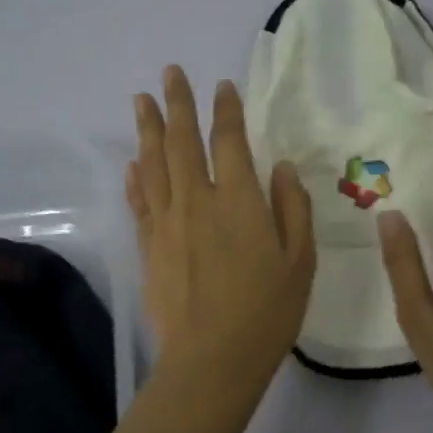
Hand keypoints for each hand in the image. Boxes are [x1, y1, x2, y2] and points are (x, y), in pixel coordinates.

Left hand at [126, 65, 315, 394]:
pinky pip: (140, 201)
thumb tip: (280, 167)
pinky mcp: (149, 246)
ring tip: (141, 99)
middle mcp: (197, 200)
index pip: (228, 141)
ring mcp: (167, 222)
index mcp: (238, 200)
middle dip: (176, 103)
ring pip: (153, 164)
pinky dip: (136, 177)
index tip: (221, 86)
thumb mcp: (300, 260)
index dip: (225, 110)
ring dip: (147, 128)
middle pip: (181, 141)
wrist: (211, 359)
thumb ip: (292, 208)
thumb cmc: (267, 311)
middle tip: (170, 72)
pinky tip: (132, 163)